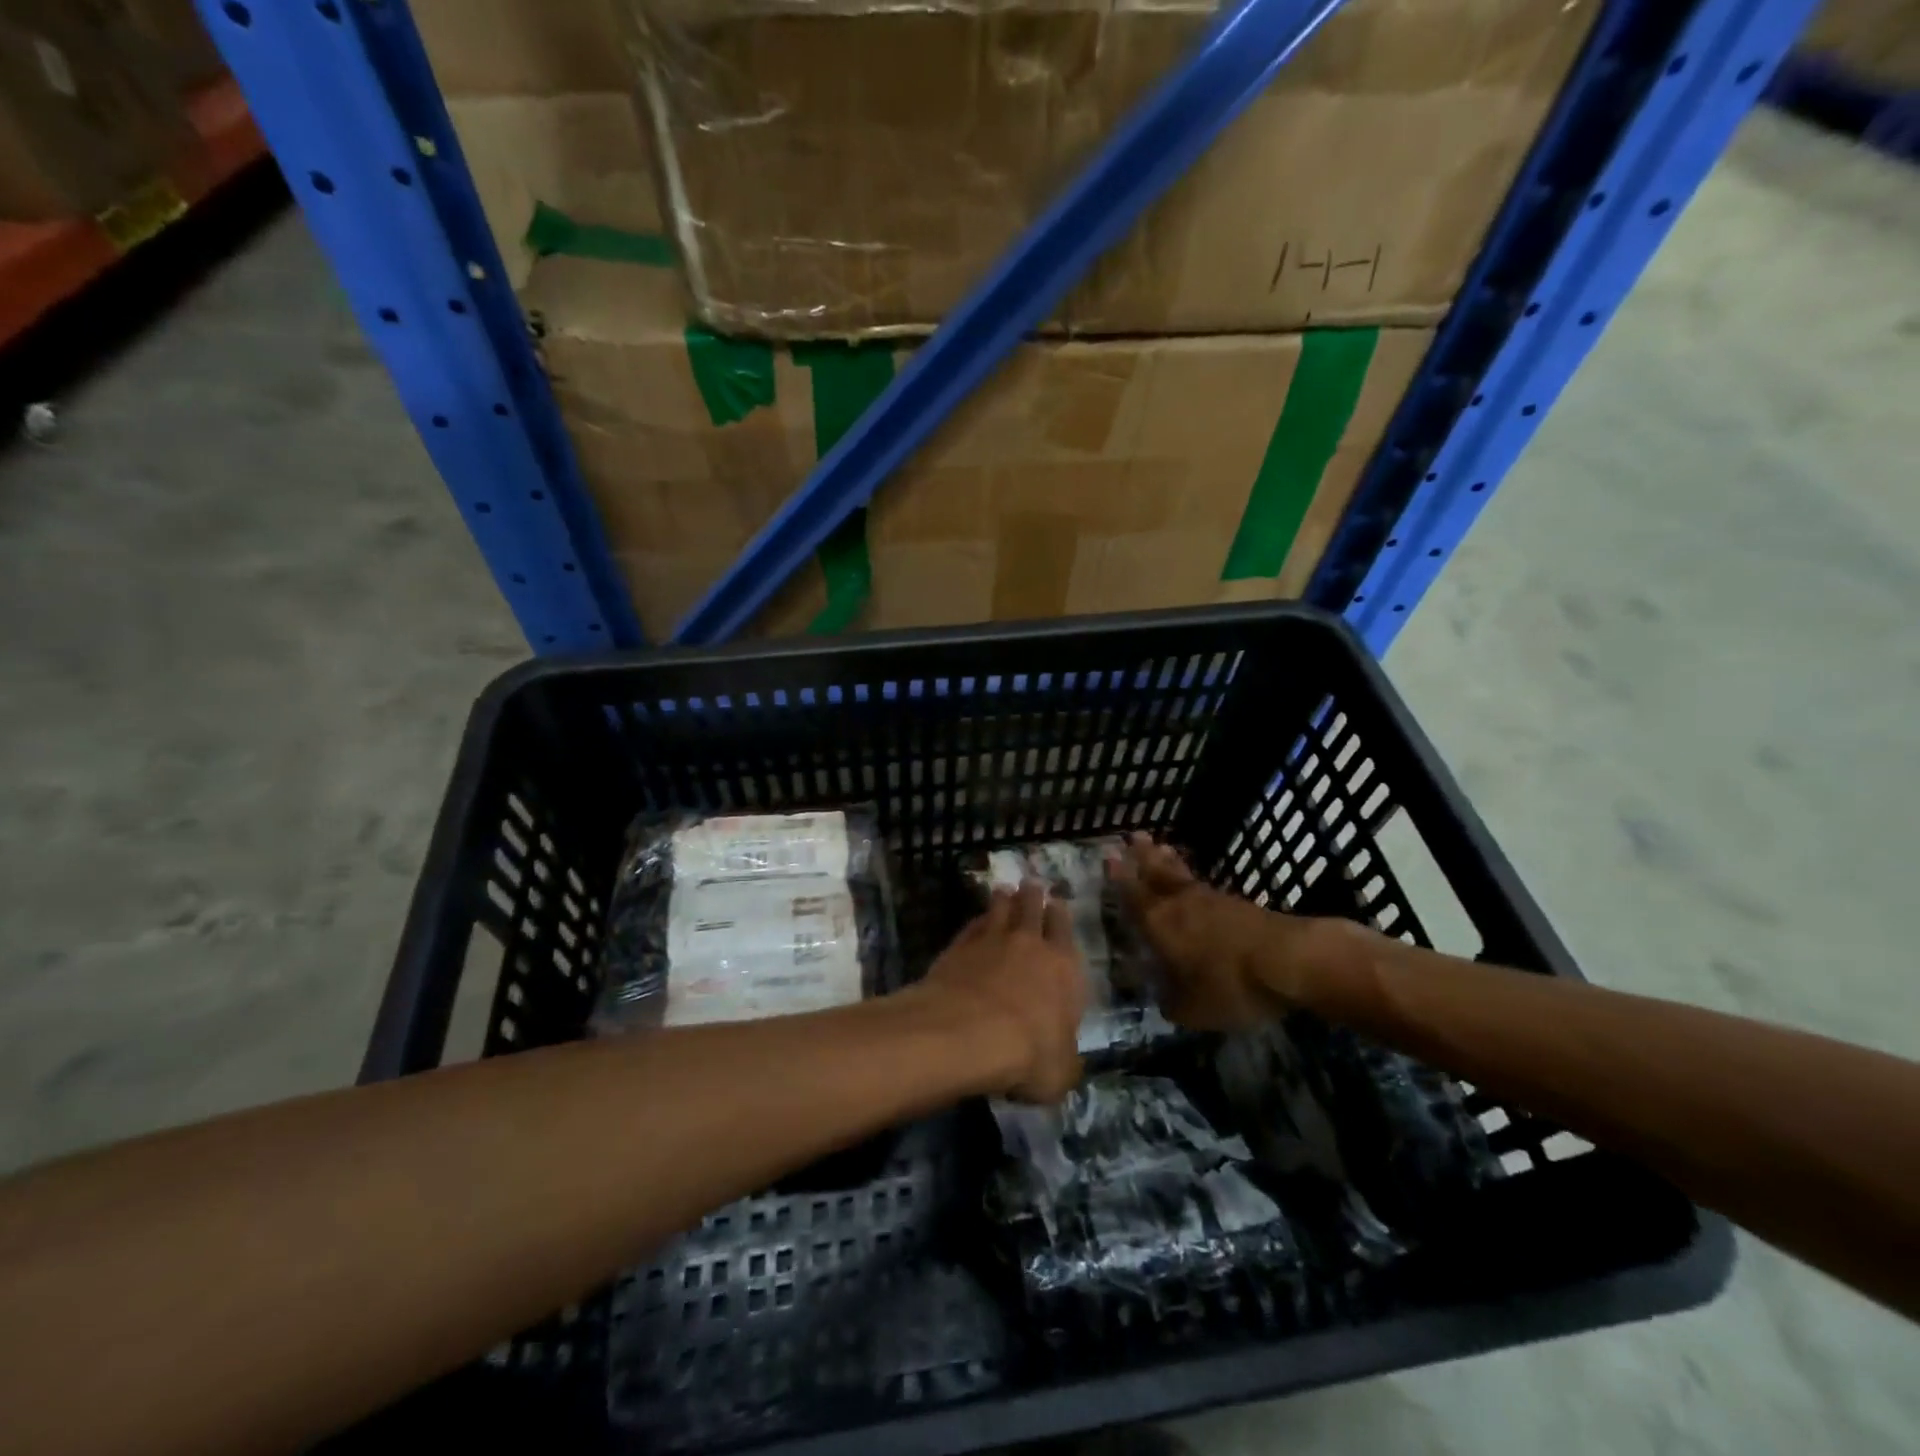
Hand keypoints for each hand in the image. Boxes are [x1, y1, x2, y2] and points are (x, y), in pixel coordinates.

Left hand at [920, 882, 1085, 1102]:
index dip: (1060, 915)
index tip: (1057, 902)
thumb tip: (1064, 1058)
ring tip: (1003, 890)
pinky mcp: (958, 948)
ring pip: (1000, 910)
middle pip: (1032, 909)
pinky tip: (976, 921)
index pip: (1065, 931)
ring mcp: (991, 942)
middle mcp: (1030, 945)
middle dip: (1033, 896)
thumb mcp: (1061, 1071)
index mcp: (1063, 967)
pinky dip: (976, 921)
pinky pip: (972, 927)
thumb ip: (1065, 1057)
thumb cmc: (1030, 1053)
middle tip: (1031, 884)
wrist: (969, 1032)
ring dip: (1003, 900)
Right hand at [1111, 832, 1307, 1030]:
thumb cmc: (1229, 984)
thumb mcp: (1191, 1009)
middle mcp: (1179, 904)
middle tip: (1132, 836)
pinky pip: (1204, 884)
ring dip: (1167, 860)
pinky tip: (1195, 881)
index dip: (1119, 878)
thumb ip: (1171, 1002)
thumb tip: (1163, 998)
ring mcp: (1211, 900)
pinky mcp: (1238, 904)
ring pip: (1181, 875)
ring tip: (1160, 846)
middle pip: (1156, 873)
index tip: (1108, 857)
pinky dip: (1193, 877)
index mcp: (1159, 924)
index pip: (1132, 896)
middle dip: (1142, 856)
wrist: (1287, 961)